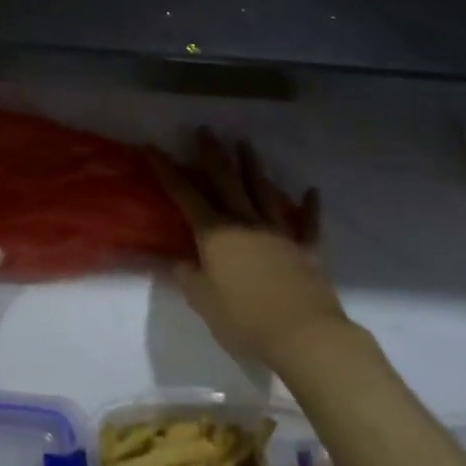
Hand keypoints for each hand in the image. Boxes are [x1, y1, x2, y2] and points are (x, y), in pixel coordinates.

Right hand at [147, 130, 346, 374]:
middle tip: (206, 130)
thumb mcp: (202, 301)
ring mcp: (278, 233)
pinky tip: (312, 191)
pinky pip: (308, 225)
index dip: (167, 170)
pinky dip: (310, 207)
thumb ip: (186, 275)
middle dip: (213, 154)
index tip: (153, 147)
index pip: (185, 195)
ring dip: (253, 167)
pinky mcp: (306, 251)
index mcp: (215, 233)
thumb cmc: (245, 319)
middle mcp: (245, 223)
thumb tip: (177, 259)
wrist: (304, 335)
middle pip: (227, 181)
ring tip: (245, 144)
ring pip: (263, 192)